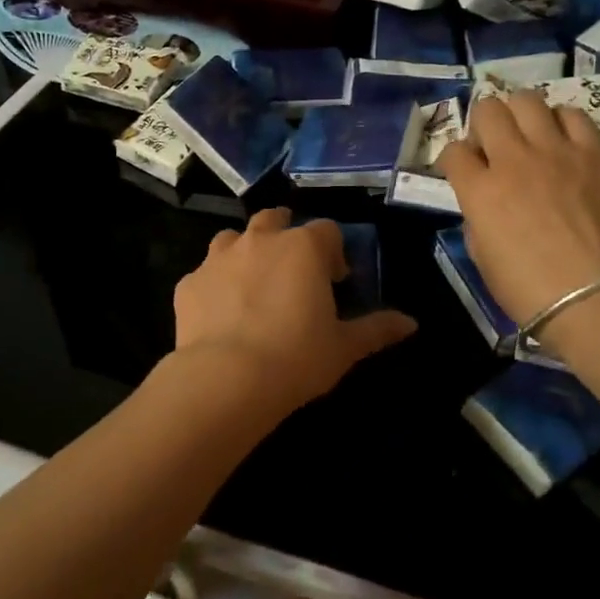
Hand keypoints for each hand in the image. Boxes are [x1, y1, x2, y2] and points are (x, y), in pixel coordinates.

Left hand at [172, 209, 416, 414]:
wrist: (226, 380)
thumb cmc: (296, 358)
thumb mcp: (345, 347)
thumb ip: (377, 329)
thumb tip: (411, 323)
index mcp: (302, 248)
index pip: (326, 231)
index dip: (333, 252)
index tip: (335, 281)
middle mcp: (259, 241)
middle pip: (275, 219)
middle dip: (285, 236)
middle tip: (292, 271)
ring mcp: (218, 258)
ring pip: (233, 238)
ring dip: (245, 252)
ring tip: (252, 285)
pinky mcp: (188, 283)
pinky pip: (204, 274)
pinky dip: (214, 285)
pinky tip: (219, 314)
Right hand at [439, 91, 599, 329]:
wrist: (599, 298)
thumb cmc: (531, 291)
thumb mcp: (483, 259)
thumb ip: (477, 220)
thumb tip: (484, 204)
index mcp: (480, 191)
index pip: (453, 152)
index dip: (455, 159)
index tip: (464, 170)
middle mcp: (513, 159)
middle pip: (488, 111)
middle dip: (484, 124)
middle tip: (495, 145)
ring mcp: (557, 151)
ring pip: (528, 100)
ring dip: (522, 115)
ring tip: (531, 136)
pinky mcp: (597, 152)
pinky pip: (574, 115)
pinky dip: (562, 123)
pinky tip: (565, 142)